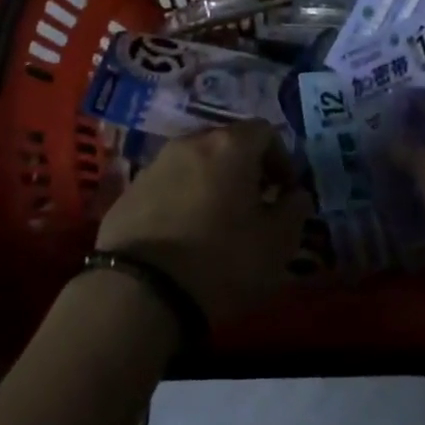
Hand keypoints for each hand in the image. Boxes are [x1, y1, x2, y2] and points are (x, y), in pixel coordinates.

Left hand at [96, 122, 312, 323]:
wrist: (138, 293)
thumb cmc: (220, 261)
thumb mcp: (277, 244)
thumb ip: (295, 210)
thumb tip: (296, 195)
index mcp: (230, 145)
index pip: (266, 131)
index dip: (281, 159)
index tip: (283, 193)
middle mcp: (191, 142)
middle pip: (227, 143)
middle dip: (244, 169)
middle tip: (252, 207)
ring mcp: (155, 164)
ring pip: (194, 163)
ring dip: (210, 183)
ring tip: (215, 223)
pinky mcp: (128, 191)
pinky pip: (166, 185)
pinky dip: (180, 200)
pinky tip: (181, 236)